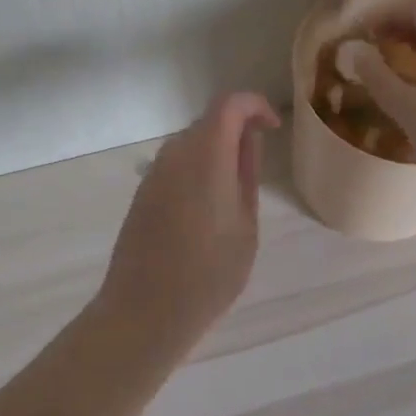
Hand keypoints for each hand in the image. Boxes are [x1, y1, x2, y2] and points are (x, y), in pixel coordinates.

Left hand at [93, 91, 280, 358]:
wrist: (144, 311)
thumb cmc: (209, 272)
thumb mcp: (245, 225)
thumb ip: (247, 175)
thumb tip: (249, 141)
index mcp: (205, 154)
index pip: (230, 104)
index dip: (255, 106)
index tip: (273, 128)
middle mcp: (174, 153)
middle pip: (208, 122)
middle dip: (236, 131)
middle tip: (257, 165)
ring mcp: (153, 174)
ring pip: (190, 144)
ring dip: (215, 152)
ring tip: (235, 192)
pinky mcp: (142, 194)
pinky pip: (175, 167)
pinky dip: (196, 171)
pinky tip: (206, 210)